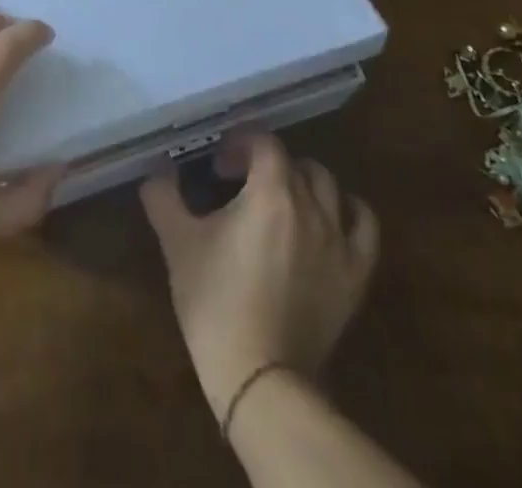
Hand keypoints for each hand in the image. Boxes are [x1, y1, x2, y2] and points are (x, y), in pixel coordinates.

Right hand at [141, 132, 378, 416]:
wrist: (261, 379)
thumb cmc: (216, 303)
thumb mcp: (178, 244)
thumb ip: (164, 197)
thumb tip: (157, 170)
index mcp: (271, 191)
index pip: (263, 142)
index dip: (239, 144)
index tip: (217, 165)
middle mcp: (310, 205)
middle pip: (293, 162)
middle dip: (265, 163)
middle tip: (239, 183)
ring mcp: (338, 239)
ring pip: (327, 185)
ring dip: (302, 181)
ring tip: (280, 199)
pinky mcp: (355, 274)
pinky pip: (364, 224)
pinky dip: (348, 210)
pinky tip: (329, 217)